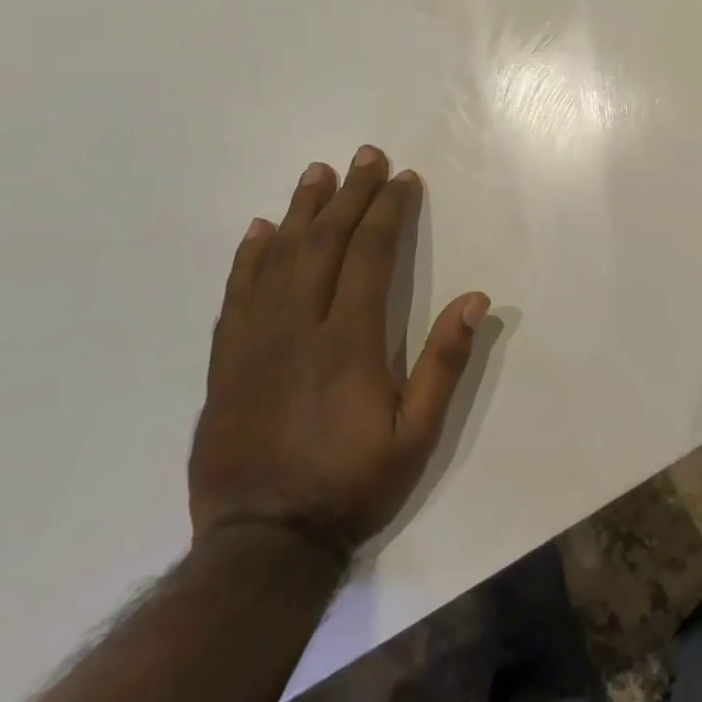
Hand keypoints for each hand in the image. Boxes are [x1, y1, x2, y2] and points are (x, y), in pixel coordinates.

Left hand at [188, 150, 490, 565]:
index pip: (370, 256)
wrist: (262, 544)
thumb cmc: (352, 484)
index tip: (402, 179)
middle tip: (364, 156)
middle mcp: (298, 329)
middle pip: (324, 245)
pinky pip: (236, 295)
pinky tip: (260, 231)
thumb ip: (444, 363)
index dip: (387, 212)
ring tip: (316, 174)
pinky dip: (249, 257)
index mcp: (348, 342)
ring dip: (301, 211)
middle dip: (349, 195)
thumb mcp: (417, 435)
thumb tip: (475, 299)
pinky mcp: (226, 363)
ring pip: (278, 260)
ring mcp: (255, 343)